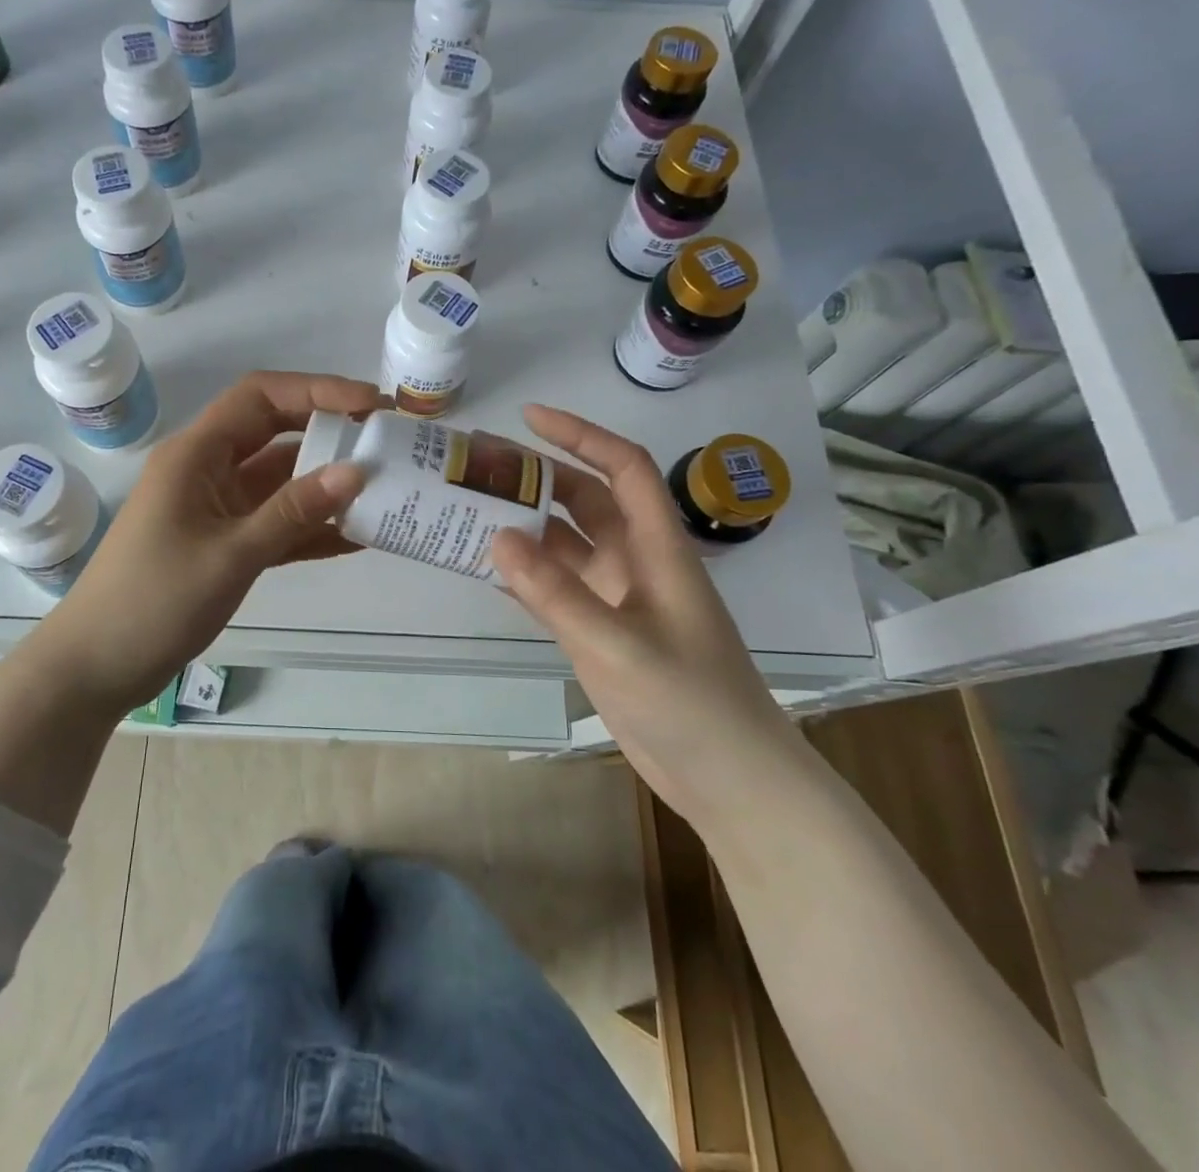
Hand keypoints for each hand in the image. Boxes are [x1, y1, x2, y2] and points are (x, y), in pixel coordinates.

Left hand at [35, 371, 382, 710]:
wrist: (98, 666)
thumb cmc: (154, 601)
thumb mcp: (231, 554)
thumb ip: (294, 511)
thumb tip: (357, 471)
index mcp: (196, 454)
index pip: (261, 397)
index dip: (318, 391)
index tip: (372, 406)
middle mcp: (207, 469)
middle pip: (275, 432)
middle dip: (329, 432)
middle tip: (386, 441)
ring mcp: (216, 507)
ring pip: (280, 479)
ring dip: (325, 483)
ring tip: (384, 488)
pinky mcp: (224, 542)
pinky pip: (275, 521)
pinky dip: (310, 526)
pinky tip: (356, 537)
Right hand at [489, 405, 801, 816]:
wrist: (729, 780)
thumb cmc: (689, 702)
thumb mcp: (618, 645)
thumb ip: (556, 593)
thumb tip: (496, 537)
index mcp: (657, 549)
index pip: (622, 469)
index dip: (580, 435)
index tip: (528, 418)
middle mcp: (637, 563)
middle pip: (585, 500)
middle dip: (538, 477)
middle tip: (480, 466)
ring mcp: (618, 599)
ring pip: (565, 545)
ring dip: (524, 527)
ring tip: (470, 510)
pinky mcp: (602, 632)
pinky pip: (556, 587)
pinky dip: (525, 574)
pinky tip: (486, 569)